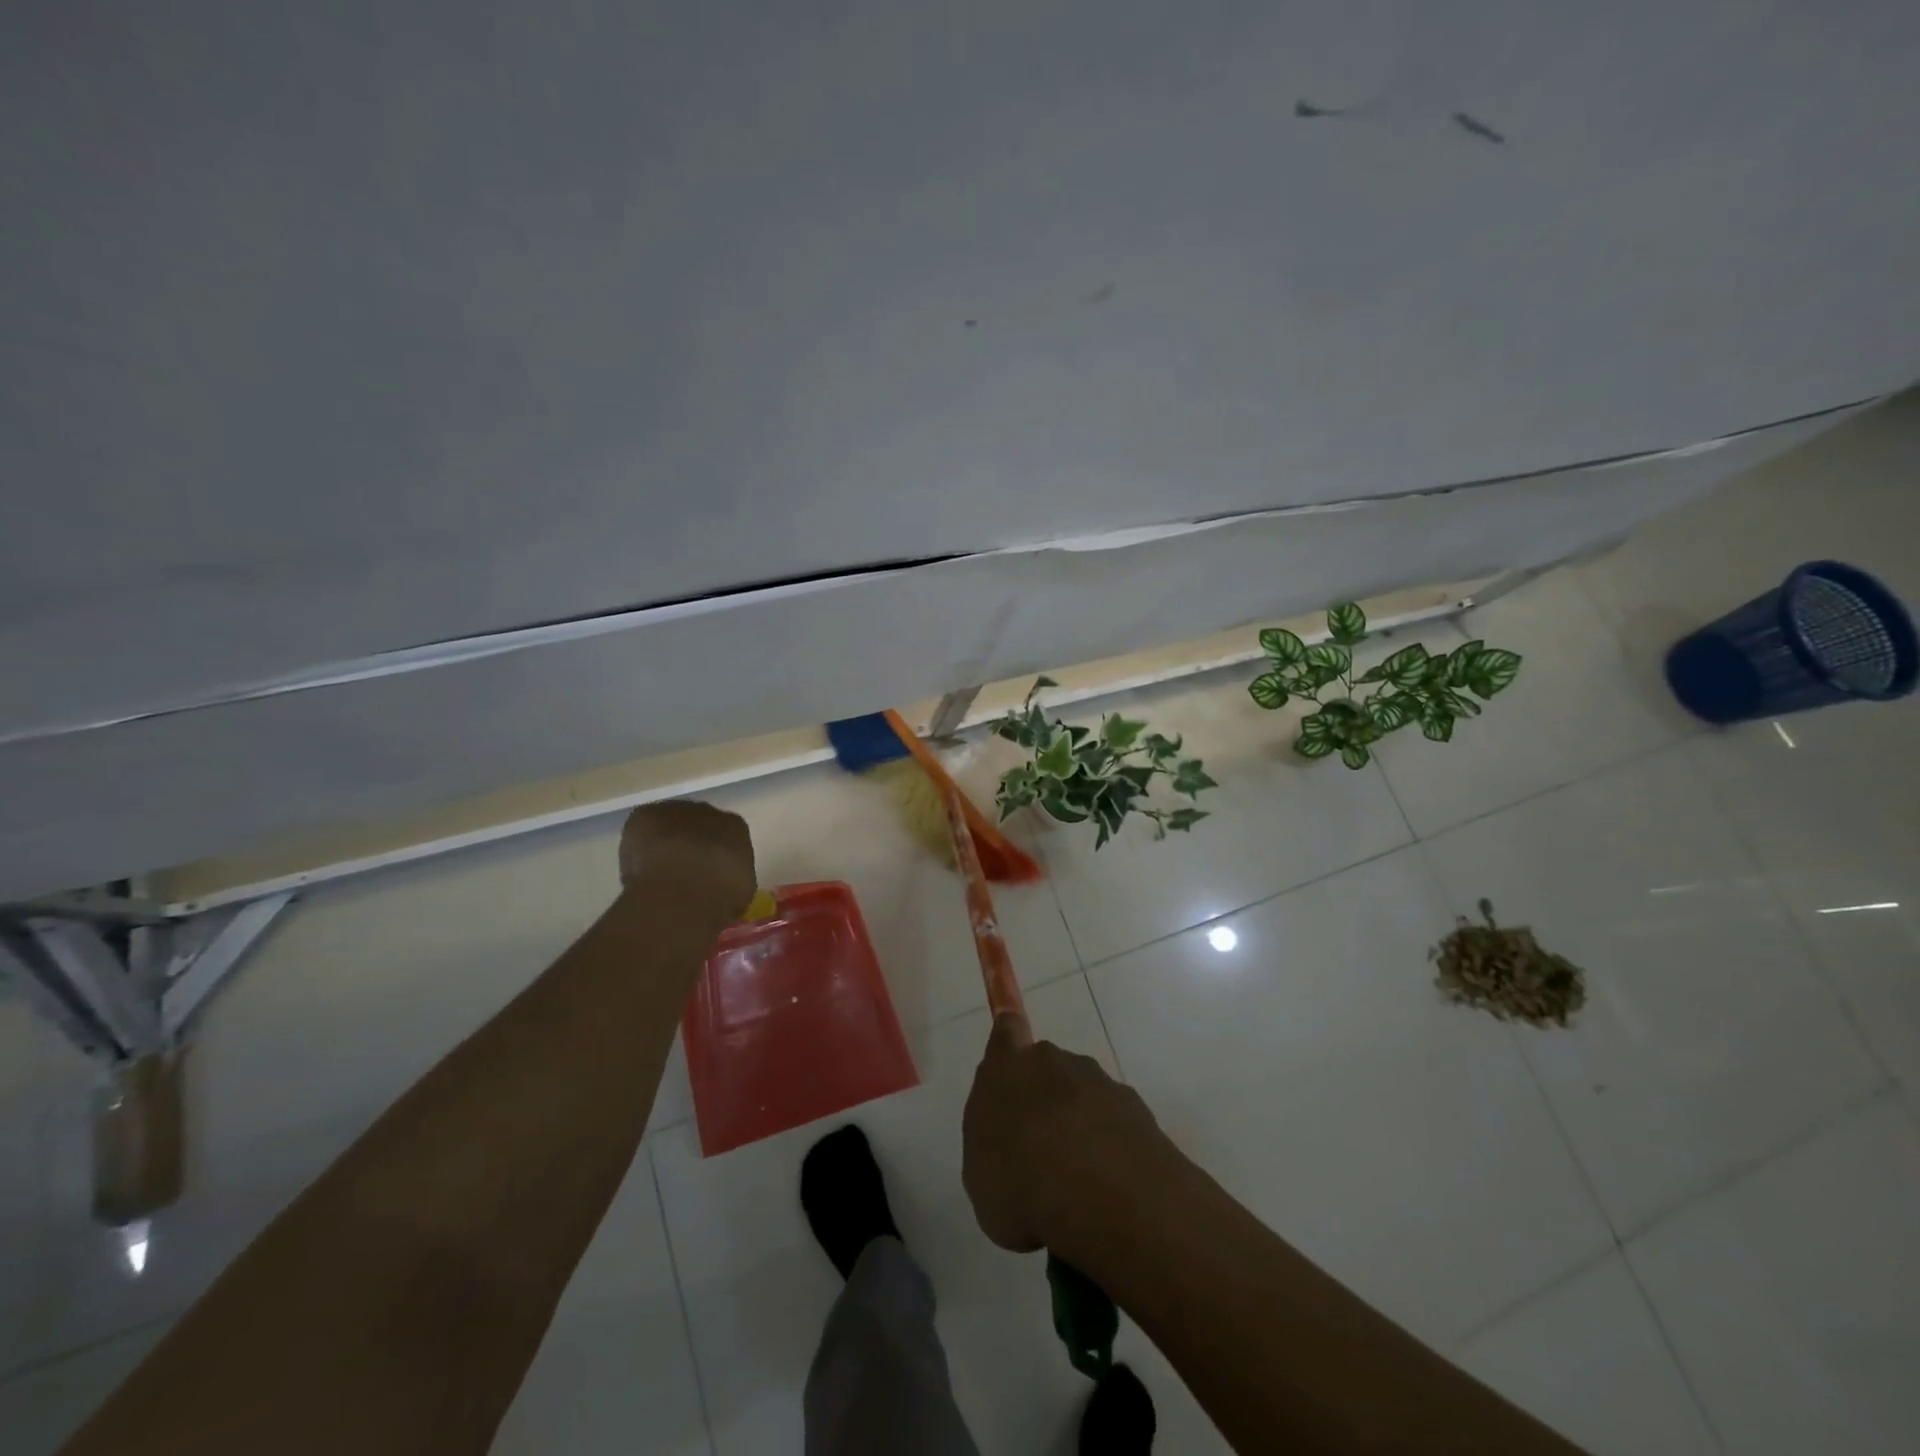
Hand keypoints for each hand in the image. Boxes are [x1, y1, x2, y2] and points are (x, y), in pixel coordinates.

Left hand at [617, 800, 756, 920]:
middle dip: (689, 845)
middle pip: (695, 825)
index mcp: (735, 828)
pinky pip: (641, 831)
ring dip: (663, 844)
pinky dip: (638, 848)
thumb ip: (729, 877)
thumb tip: (718, 881)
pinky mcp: (644, 816)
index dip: (714, 855)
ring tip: (656, 875)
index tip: (706, 874)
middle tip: (681, 873)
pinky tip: (638, 871)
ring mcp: (674, 811)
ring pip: (667, 826)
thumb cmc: (720, 896)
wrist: (685, 891)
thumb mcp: (738, 891)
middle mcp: (708, 812)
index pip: (725, 835)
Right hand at [962, 1013, 1172, 1253]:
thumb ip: (990, 1137)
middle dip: (1044, 1099)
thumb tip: (1007, 1130)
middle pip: (1047, 1069)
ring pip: (1084, 1098)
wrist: (1112, 1206)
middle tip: (1038, 1150)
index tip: (1010, 1044)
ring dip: (1079, 1126)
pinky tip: (1108, 1192)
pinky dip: (1111, 1149)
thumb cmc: (1023, 1187)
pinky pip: (1116, 1126)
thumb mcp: (981, 1173)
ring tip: (1075, 1182)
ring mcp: (1104, 1085)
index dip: (1009, 1036)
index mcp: (1011, 1067)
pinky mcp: (1141, 1114)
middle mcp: (1059, 1063)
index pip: (1007, 1030)